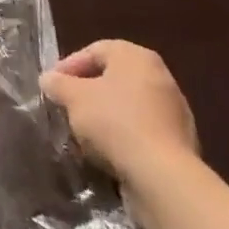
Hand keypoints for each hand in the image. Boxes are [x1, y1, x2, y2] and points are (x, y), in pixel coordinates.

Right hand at [41, 39, 197, 184]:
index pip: (94, 51)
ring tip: (83, 136)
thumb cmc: (115, 122)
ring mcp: (174, 112)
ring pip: (128, 108)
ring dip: (105, 118)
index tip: (52, 86)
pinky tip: (107, 155)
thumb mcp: (73, 98)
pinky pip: (142, 133)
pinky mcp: (180, 145)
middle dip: (87, 94)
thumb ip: (58, 84)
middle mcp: (160, 77)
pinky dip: (124, 139)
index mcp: (136, 56)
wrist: (163, 178)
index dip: (69, 66)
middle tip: (66, 108)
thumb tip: (49, 79)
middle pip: (113, 79)